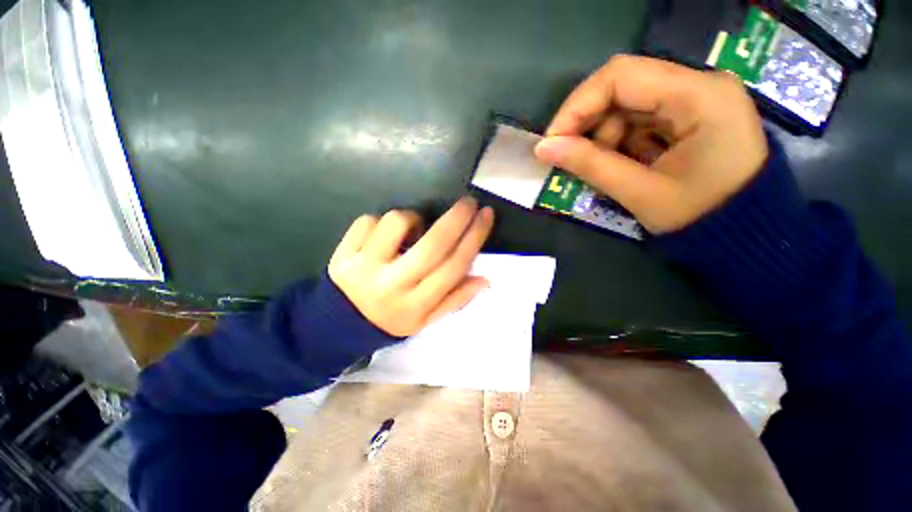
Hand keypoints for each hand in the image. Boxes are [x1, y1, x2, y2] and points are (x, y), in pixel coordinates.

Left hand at [328, 197, 493, 336]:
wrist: (340, 324)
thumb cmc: (392, 318)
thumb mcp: (427, 320)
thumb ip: (456, 299)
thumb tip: (486, 279)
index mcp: (416, 305)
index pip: (454, 266)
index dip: (474, 238)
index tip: (486, 215)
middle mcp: (392, 286)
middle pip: (432, 245)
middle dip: (456, 218)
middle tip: (468, 203)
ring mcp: (364, 268)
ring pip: (397, 223)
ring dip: (412, 219)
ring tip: (412, 231)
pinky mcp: (342, 255)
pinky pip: (367, 221)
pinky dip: (380, 222)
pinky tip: (382, 237)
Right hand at [534, 55, 767, 233]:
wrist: (744, 235)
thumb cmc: (700, 218)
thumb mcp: (640, 192)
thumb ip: (590, 165)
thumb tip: (543, 149)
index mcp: (699, 96)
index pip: (620, 76)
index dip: (576, 107)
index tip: (551, 141)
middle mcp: (699, 86)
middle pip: (622, 88)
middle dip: (587, 125)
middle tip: (567, 158)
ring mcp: (694, 101)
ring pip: (626, 107)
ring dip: (602, 138)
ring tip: (602, 170)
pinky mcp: (687, 117)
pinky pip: (638, 122)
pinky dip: (618, 144)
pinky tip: (619, 166)